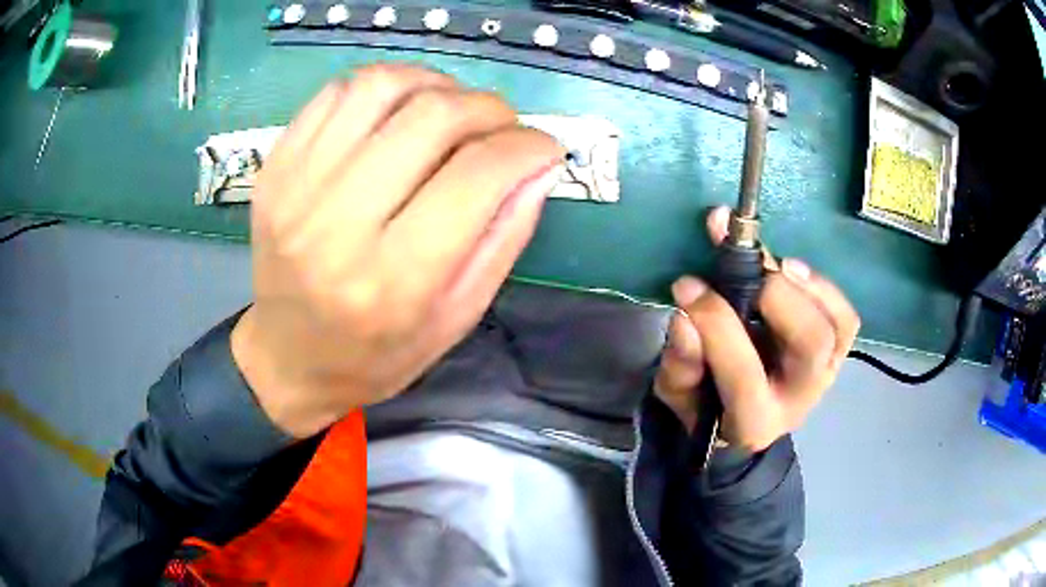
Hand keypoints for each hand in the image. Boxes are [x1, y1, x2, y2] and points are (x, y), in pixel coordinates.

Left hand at [231, 64, 564, 437]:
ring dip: (435, 84)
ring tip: (452, 109)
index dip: (527, 147)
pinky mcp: (276, 167)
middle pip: (432, 117)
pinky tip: (399, 110)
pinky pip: (336, 93)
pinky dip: (383, 86)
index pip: (478, 175)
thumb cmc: (374, 355)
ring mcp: (297, 187)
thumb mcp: (456, 320)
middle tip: (503, 127)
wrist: (287, 357)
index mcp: (395, 279)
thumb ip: (505, 239)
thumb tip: (542, 165)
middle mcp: (339, 225)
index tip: (544, 147)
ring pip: (381, 86)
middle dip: (489, 109)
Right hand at [654, 207, 860, 451]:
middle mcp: (800, 398)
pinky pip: (845, 317)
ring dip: (807, 286)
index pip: (744, 374)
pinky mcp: (836, 352)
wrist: (744, 419)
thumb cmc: (706, 404)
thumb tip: (686, 315)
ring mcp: (826, 373)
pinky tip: (791, 269)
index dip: (717, 324)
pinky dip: (823, 287)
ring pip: (836, 325)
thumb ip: (681, 363)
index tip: (689, 286)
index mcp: (754, 420)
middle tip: (744, 270)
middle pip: (811, 343)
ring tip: (773, 264)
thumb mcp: (678, 393)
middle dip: (778, 296)